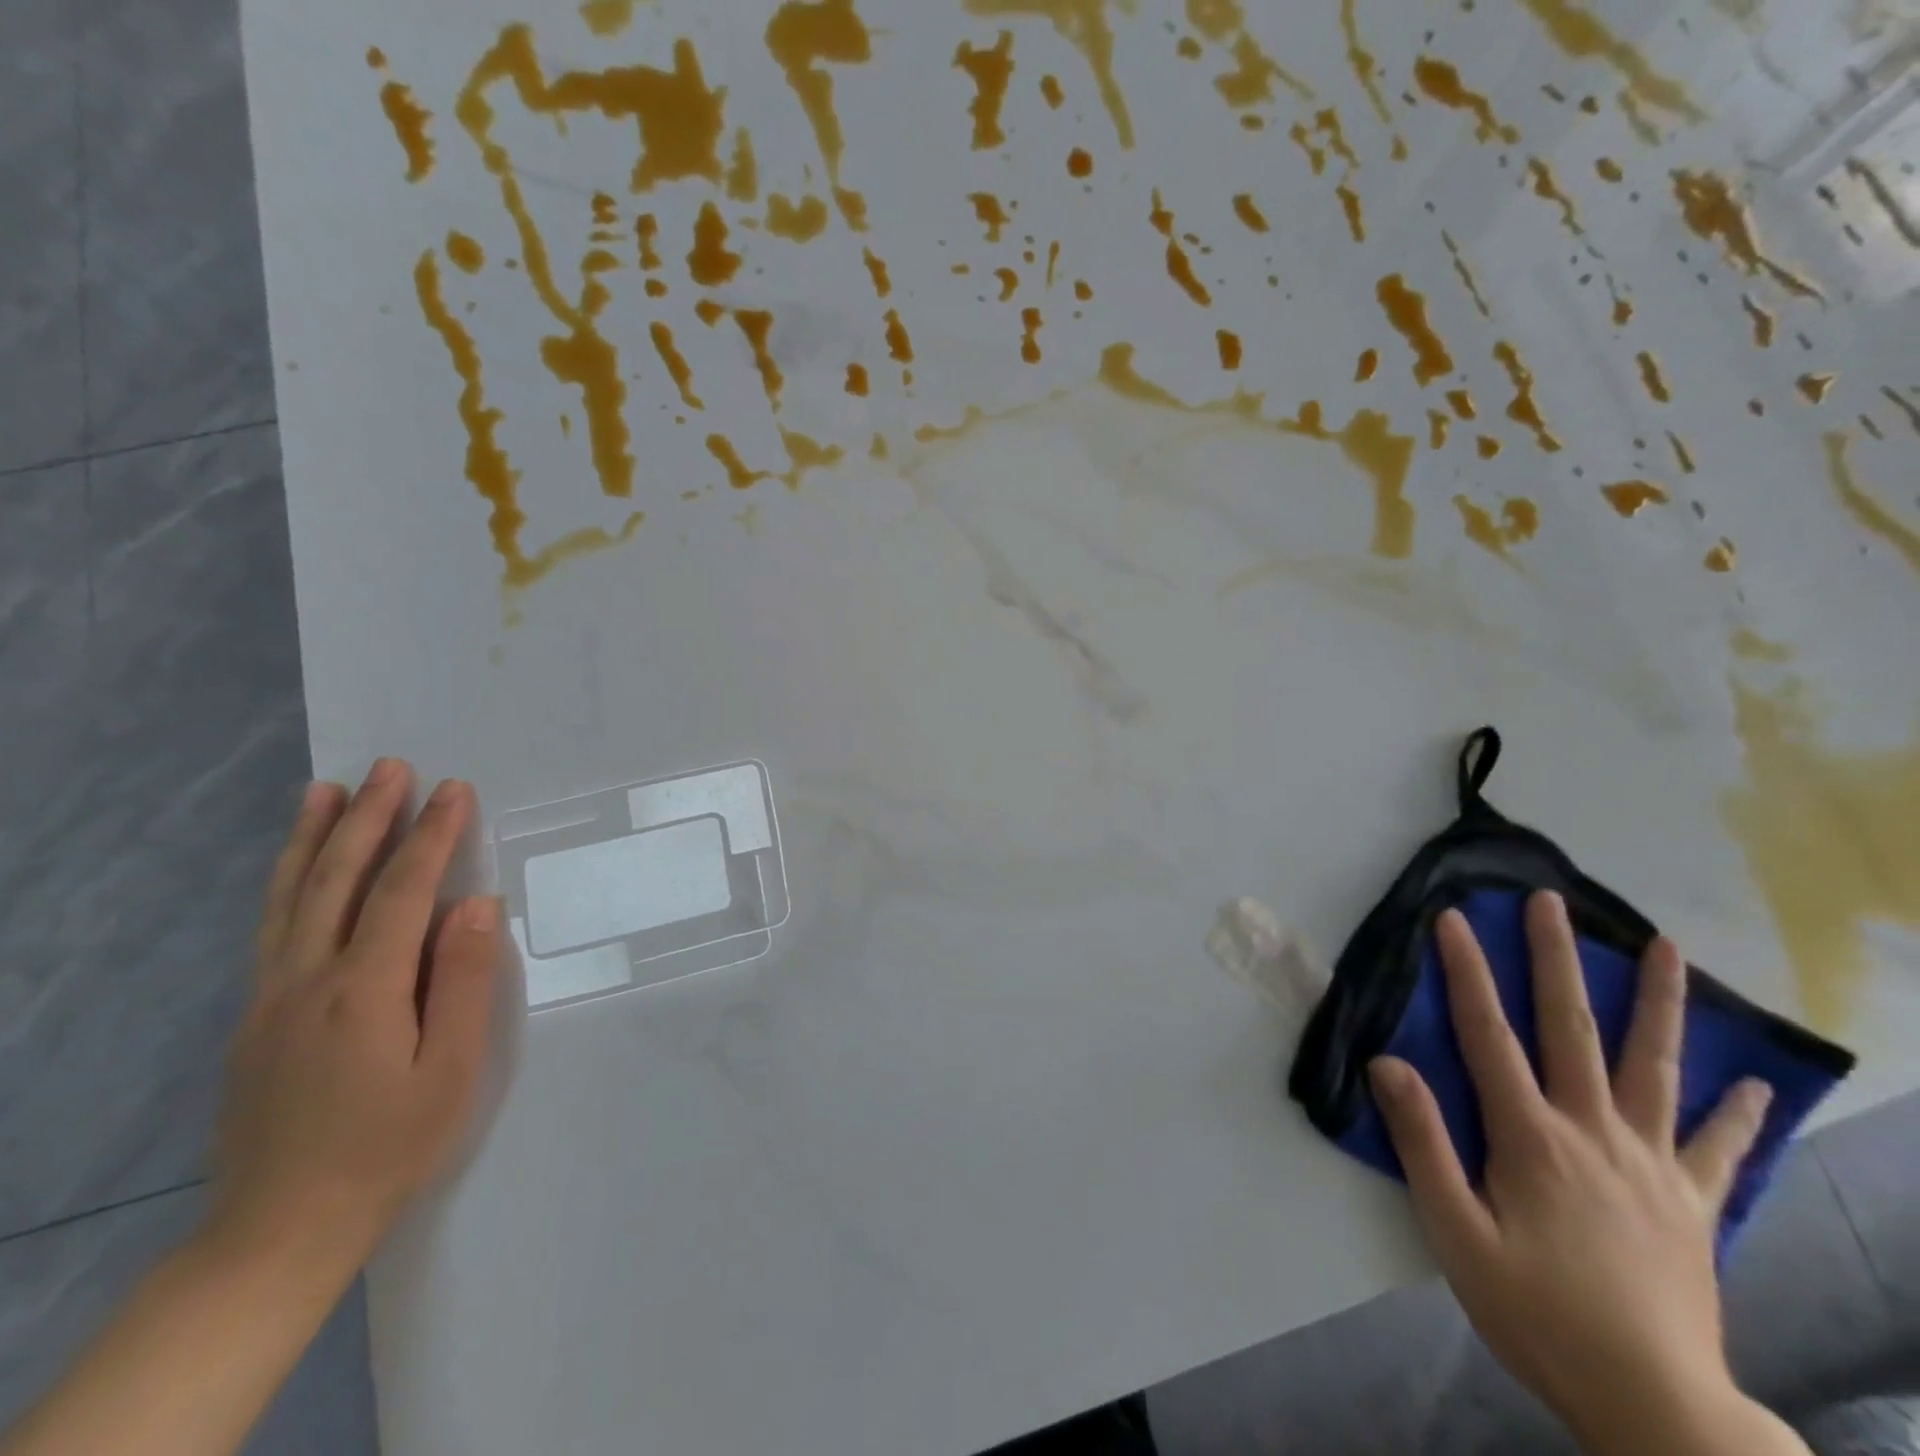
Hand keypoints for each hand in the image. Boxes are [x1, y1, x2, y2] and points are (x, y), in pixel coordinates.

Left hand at [206, 760, 499, 1282]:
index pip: (403, 892)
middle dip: (367, 818)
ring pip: (290, 898)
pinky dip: (285, 883)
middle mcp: (308, 980)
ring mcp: (271, 998)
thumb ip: (463, 982)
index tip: (454, 790)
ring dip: (312, 838)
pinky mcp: (255, 1018)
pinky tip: (297, 868)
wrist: (279, 1230)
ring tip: (325, 789)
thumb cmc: (388, 1147)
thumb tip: (476, 906)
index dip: (430, 836)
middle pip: (338, 881)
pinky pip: (272, 928)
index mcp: (365, 991)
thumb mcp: (450, 1071)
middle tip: (389, 767)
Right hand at [1369, 892, 1794, 1455]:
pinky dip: (1738, 1114)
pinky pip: (1718, 1149)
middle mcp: (1594, 1133)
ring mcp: (1652, 1165)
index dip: (1468, 973)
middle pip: (1571, 1029)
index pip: (1489, 1035)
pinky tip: (1756, 1085)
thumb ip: (1422, 1143)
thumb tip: (1389, 1063)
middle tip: (1553, 902)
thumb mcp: (1455, 1233)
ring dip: (1659, 1004)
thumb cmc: (1538, 1314)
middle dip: (1558, 959)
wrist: (1658, 1409)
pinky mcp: (1693, 1204)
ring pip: (1655, 1068)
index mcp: (1532, 1138)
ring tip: (1668, 948)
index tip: (1455, 920)